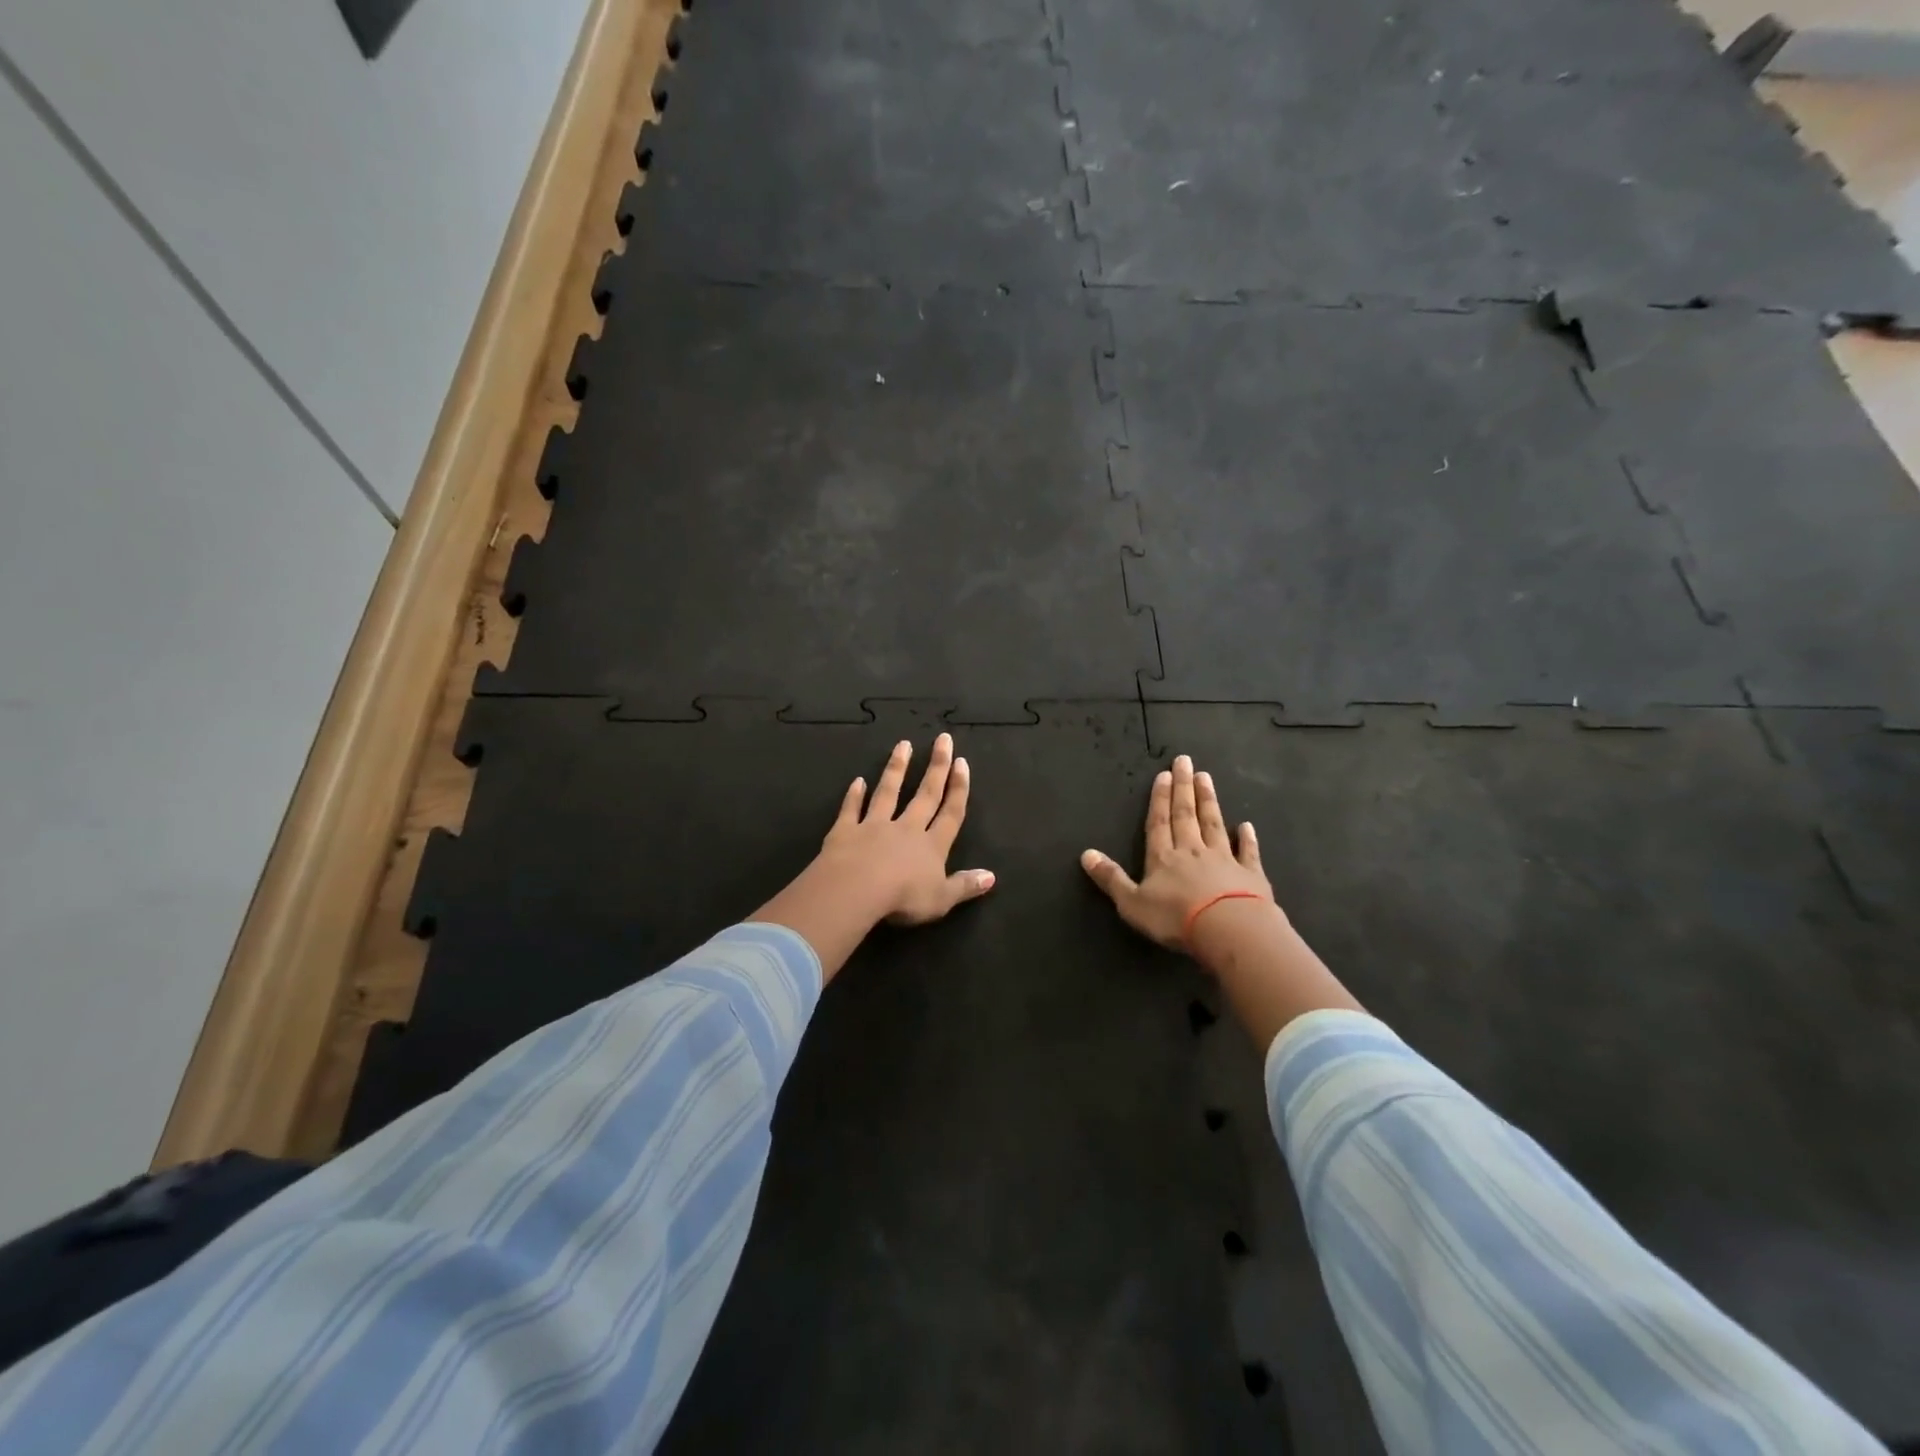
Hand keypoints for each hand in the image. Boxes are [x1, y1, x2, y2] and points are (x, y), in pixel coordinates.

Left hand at [817, 734, 994, 925]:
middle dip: (936, 766)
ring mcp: (874, 826)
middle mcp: (906, 829)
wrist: (856, 890)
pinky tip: (858, 781)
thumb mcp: (942, 899)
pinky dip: (854, 795)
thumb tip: (991, 876)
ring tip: (903, 744)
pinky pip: (851, 809)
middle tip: (943, 739)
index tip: (962, 763)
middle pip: (925, 794)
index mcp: (932, 846)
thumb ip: (965, 886)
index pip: (950, 813)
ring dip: (897, 768)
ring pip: (888, 792)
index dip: (958, 788)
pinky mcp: (846, 831)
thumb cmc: (904, 898)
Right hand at [1081, 754, 1274, 954]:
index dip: (1159, 798)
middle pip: (1186, 815)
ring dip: (1209, 801)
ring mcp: (1224, 860)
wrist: (1229, 929)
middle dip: (1183, 788)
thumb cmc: (1175, 918)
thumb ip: (1111, 878)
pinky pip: (1248, 852)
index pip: (1159, 822)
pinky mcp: (1250, 875)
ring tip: (1206, 778)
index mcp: (1163, 858)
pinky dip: (1248, 838)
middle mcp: (1192, 851)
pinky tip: (1247, 826)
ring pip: (1214, 824)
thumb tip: (1086, 854)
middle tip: (1185, 762)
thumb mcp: (1132, 903)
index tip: (1164, 774)